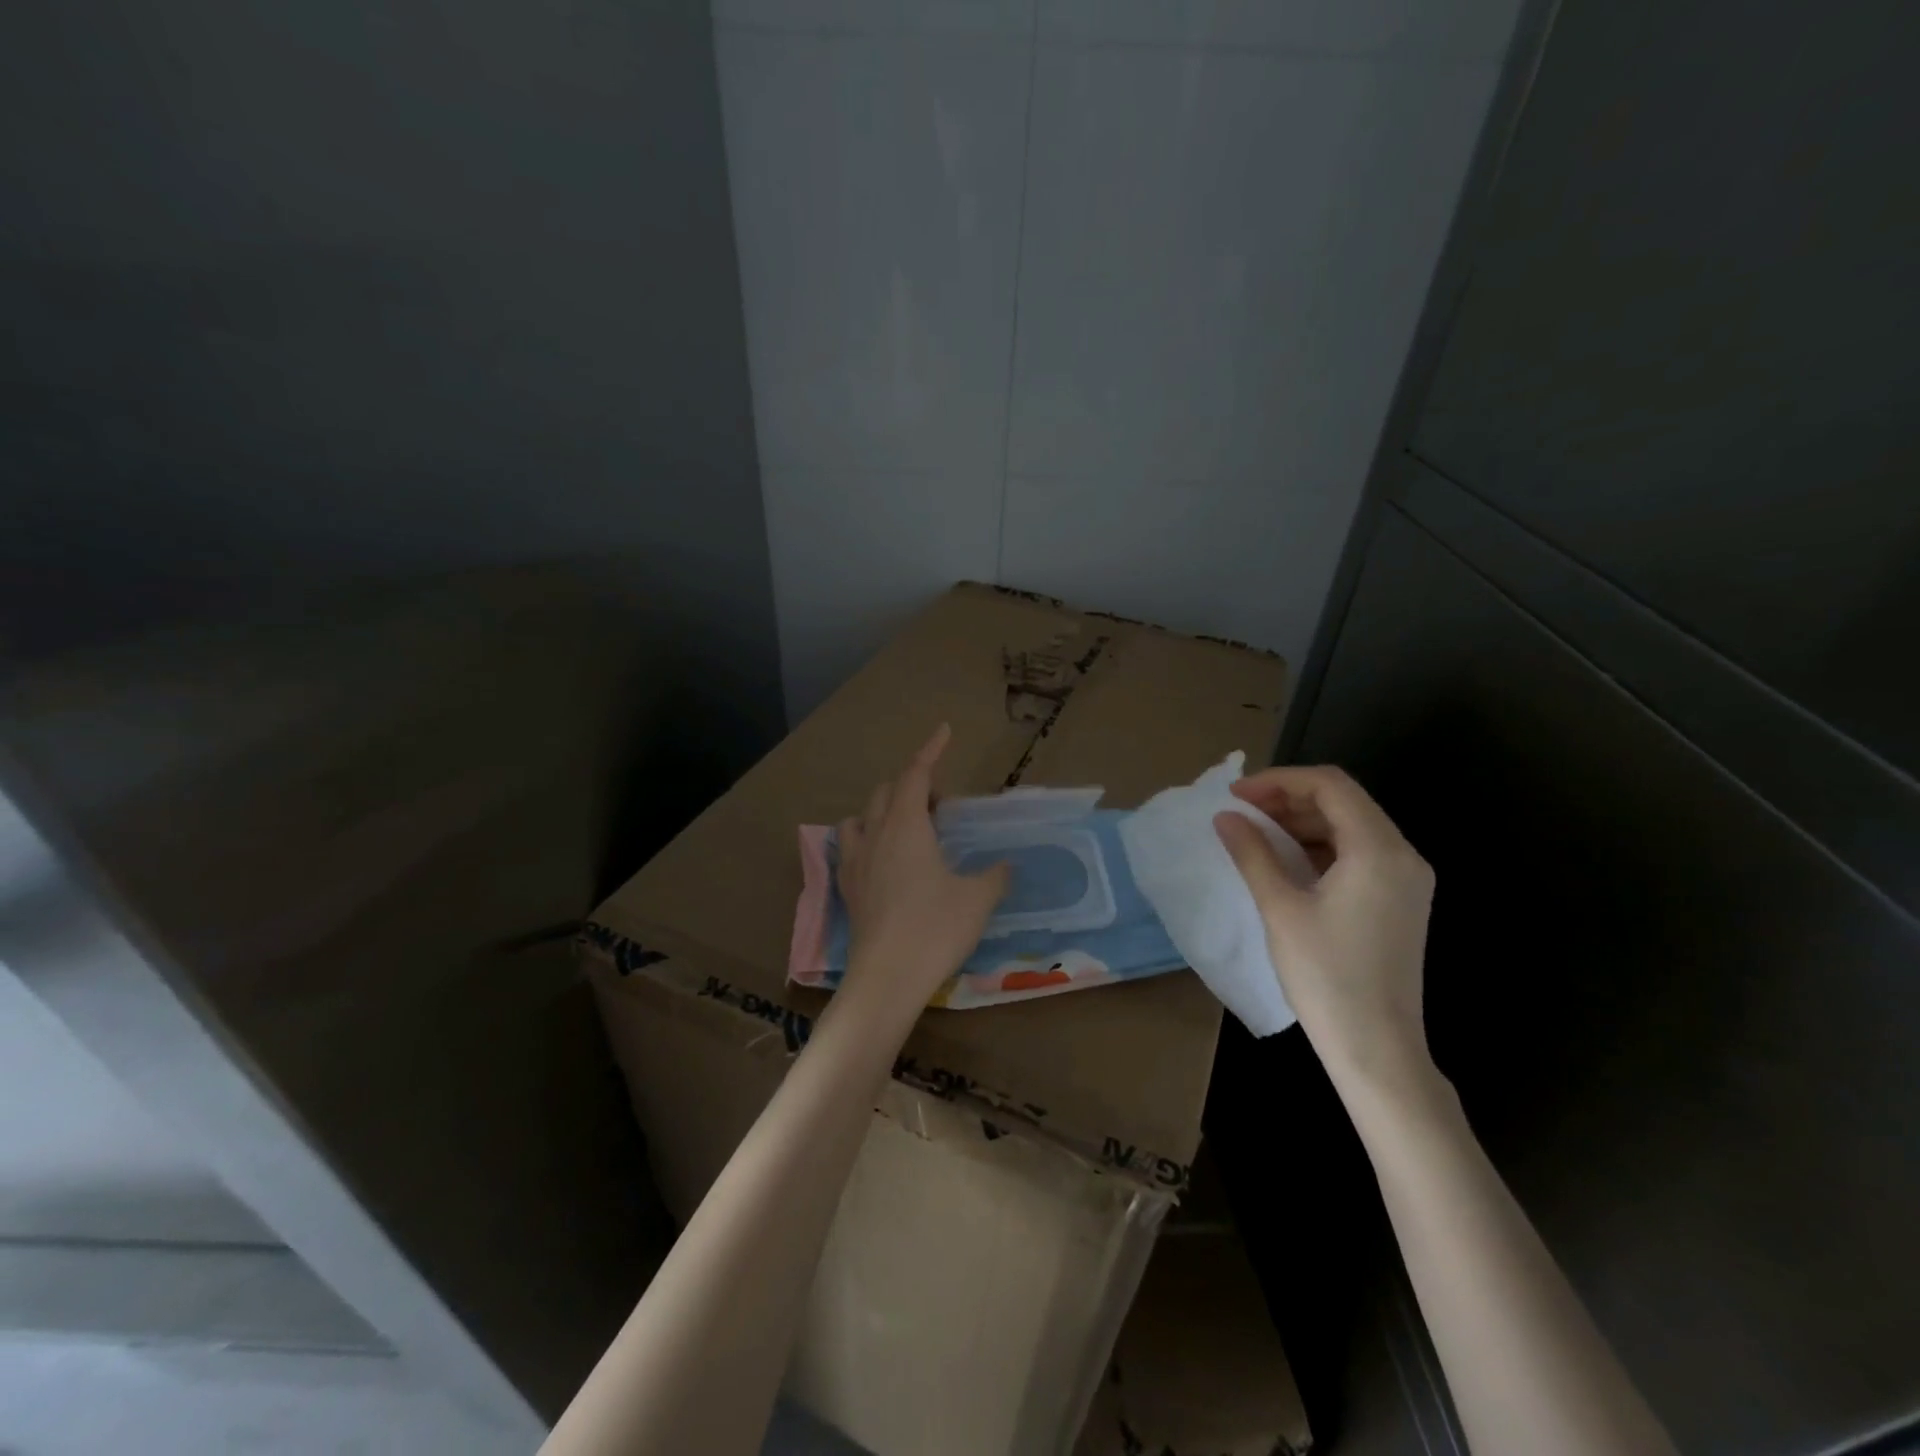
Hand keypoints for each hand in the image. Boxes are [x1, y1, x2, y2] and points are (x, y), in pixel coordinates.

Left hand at [836, 725, 1009, 1019]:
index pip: (917, 774)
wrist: (887, 977)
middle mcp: (875, 834)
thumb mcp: (978, 899)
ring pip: (862, 815)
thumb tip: (1006, 865)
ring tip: (907, 826)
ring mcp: (855, 860)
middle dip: (913, 784)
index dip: (931, 750)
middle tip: (941, 804)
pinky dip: (867, 837)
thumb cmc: (935, 929)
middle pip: (887, 791)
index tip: (944, 731)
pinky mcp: (846, 887)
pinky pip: (849, 846)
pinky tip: (881, 859)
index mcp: (907, 826)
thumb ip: (994, 876)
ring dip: (883, 809)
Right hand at [1213, 766, 1436, 1101]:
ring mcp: (1407, 879)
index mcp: (1379, 850)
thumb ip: (1252, 853)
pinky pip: (1359, 853)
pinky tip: (1285, 861)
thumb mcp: (1280, 908)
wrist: (1377, 1048)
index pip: (1330, 786)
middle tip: (1240, 813)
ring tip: (1255, 834)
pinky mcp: (1401, 900)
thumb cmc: (1326, 975)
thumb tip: (1225, 817)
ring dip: (1302, 821)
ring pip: (1351, 825)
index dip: (1278, 781)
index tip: (1235, 796)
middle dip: (1288, 798)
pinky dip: (1320, 846)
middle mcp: (1403, 855)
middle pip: (1343, 801)